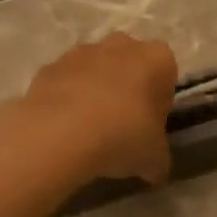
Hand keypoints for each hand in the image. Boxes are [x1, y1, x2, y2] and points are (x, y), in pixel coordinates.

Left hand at [8, 33, 178, 184]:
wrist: (60, 133)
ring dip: (95, 91)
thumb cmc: (122, 136)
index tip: (151, 125)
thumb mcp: (154, 159)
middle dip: (127, 88)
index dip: (159, 101)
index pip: (166, 73)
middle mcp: (122, 45)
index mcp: (157, 59)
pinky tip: (64, 128)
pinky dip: (66, 98)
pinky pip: (65, 82)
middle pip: (130, 64)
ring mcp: (82, 52)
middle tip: (123, 125)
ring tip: (89, 130)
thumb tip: (154, 170)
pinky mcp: (50, 66)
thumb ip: (158, 159)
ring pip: (95, 69)